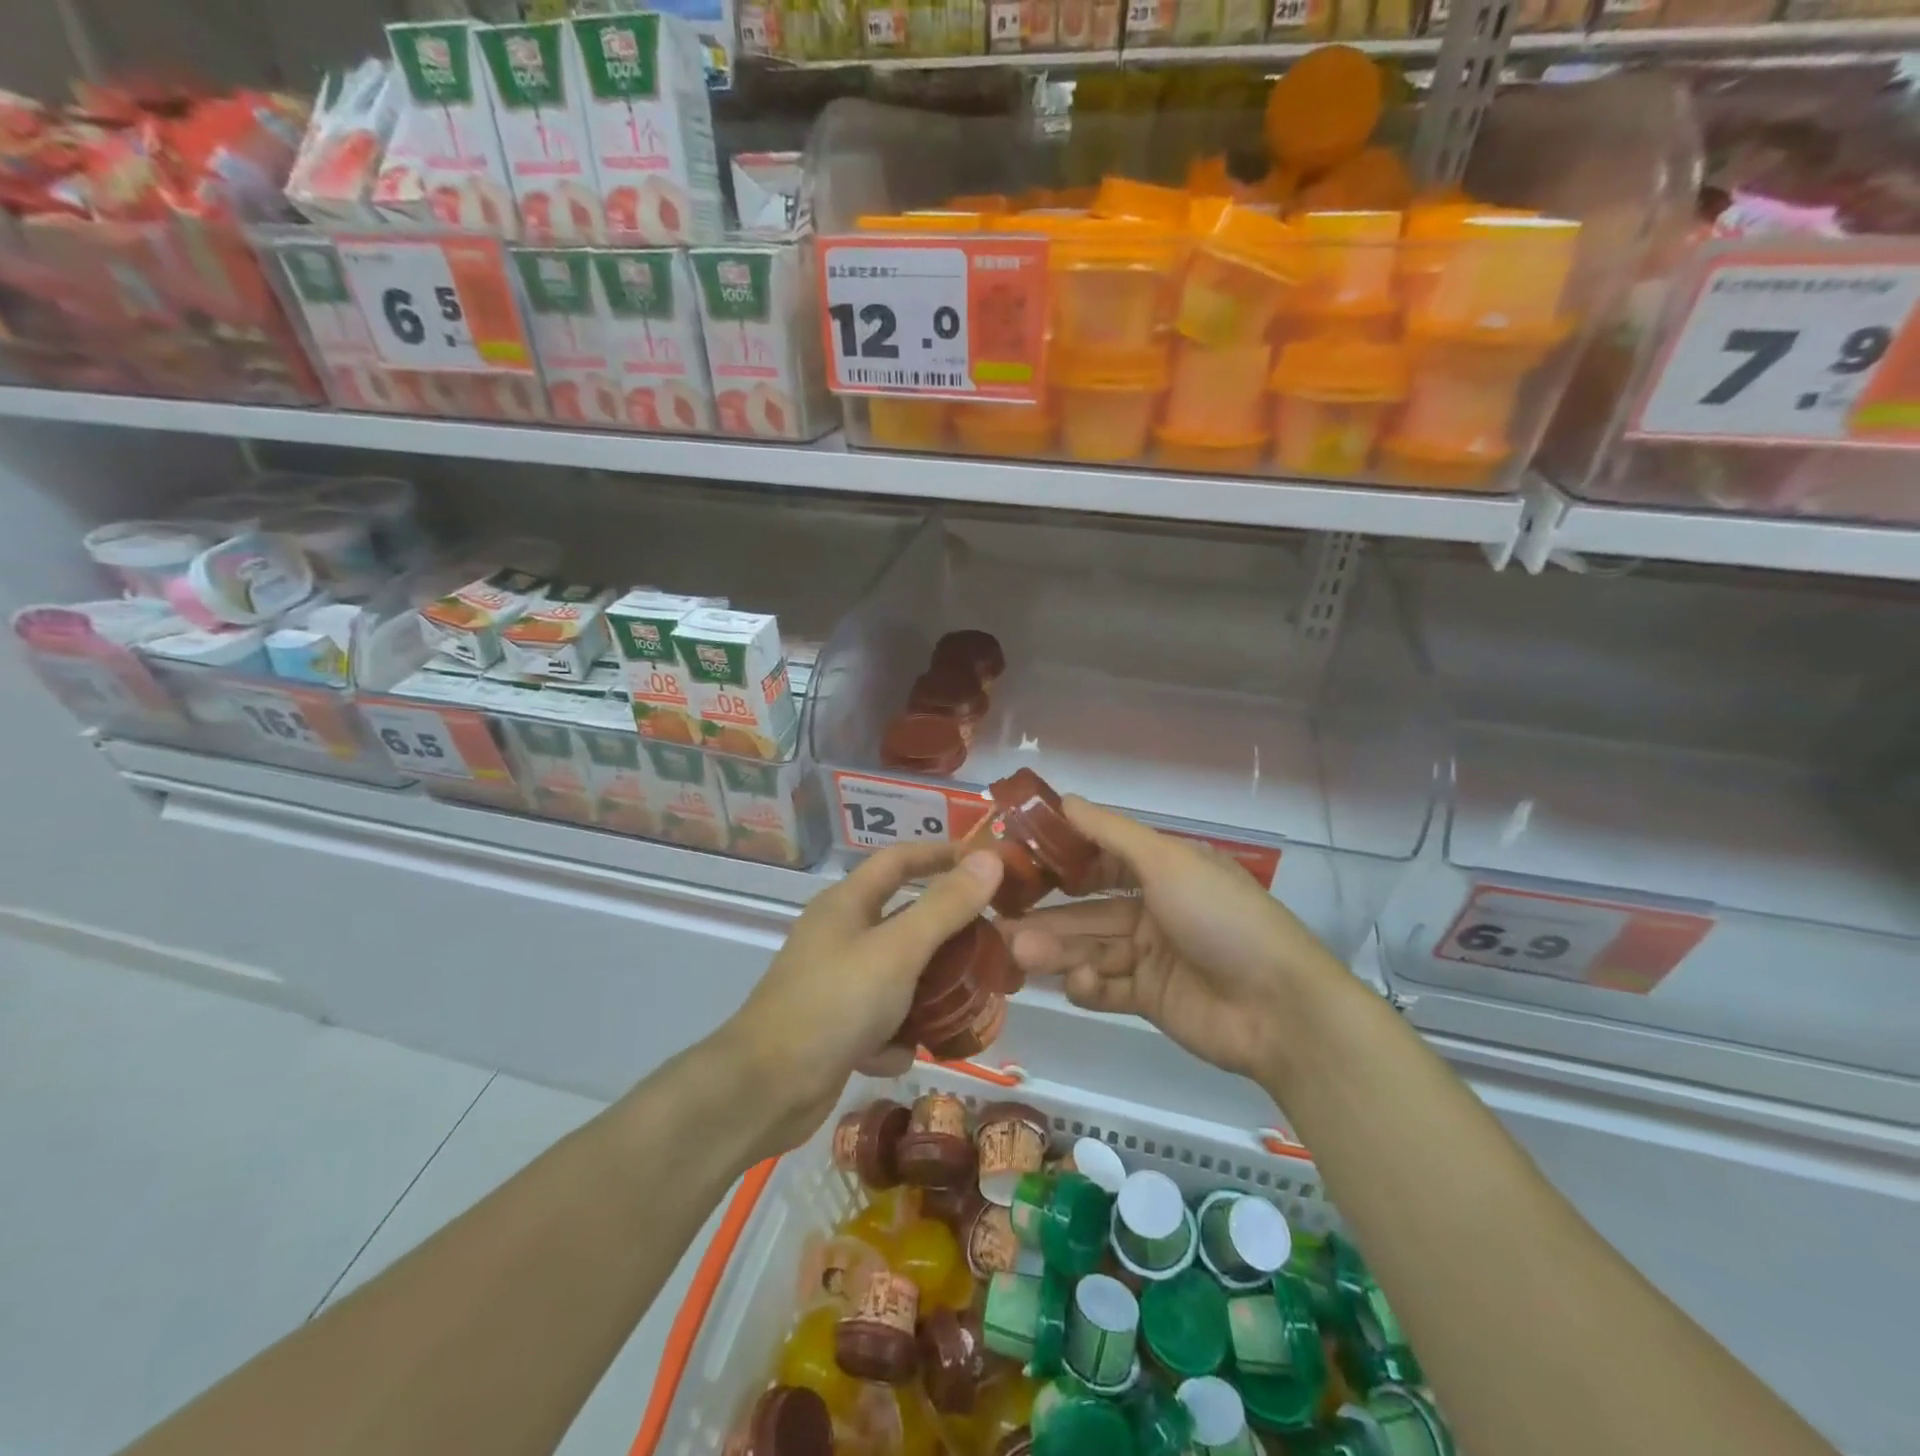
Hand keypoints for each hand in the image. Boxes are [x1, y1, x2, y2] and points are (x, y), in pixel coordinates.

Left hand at [723, 844, 1003, 1150]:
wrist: (765, 1090)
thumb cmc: (834, 1003)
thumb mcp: (899, 950)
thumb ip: (946, 906)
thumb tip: (990, 858)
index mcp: (847, 903)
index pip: (900, 860)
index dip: (942, 855)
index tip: (988, 863)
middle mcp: (840, 936)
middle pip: (905, 921)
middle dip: (948, 937)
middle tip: (993, 947)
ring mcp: (835, 984)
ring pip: (899, 976)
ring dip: (928, 994)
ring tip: (965, 1009)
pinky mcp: (835, 1028)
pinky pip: (881, 1021)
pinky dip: (894, 1036)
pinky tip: (896, 1056)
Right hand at [1003, 797, 1342, 1081]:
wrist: (1278, 1009)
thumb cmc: (1221, 918)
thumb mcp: (1167, 862)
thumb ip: (1111, 833)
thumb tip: (1065, 800)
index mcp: (1165, 870)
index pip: (1103, 859)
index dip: (1063, 859)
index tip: (1019, 861)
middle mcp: (1156, 908)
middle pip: (1090, 909)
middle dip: (1049, 914)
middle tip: (1001, 919)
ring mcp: (1153, 956)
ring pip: (1093, 947)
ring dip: (1057, 949)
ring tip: (1018, 953)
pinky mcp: (1151, 999)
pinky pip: (1108, 988)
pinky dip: (1089, 986)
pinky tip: (1078, 984)